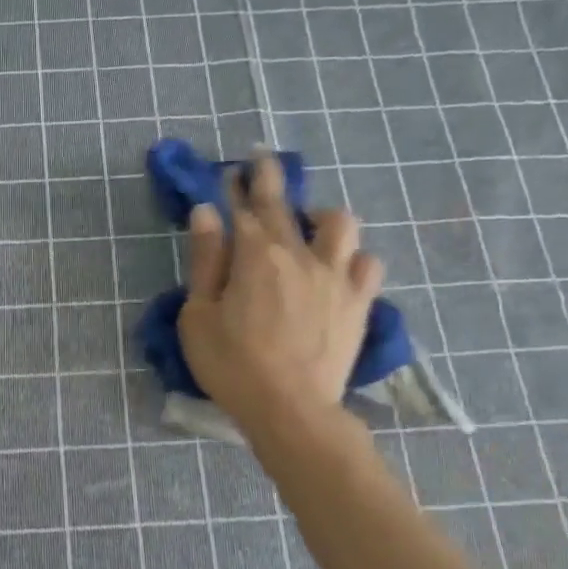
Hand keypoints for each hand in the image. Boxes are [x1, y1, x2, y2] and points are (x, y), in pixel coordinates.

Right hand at [177, 151, 383, 438]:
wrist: (290, 408)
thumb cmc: (232, 365)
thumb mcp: (198, 315)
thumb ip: (205, 261)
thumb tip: (206, 213)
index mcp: (254, 255)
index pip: (242, 208)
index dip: (235, 186)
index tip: (230, 171)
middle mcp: (298, 254)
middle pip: (283, 204)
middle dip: (269, 178)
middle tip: (261, 159)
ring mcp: (334, 276)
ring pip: (339, 224)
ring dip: (322, 216)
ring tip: (311, 223)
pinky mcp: (358, 302)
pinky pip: (369, 264)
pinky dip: (355, 259)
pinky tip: (343, 267)